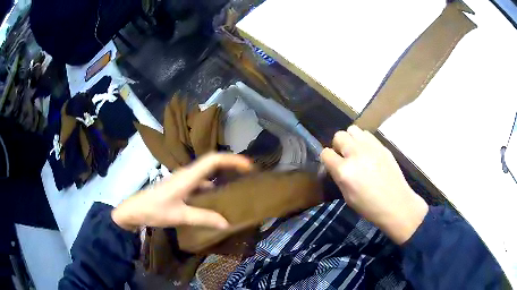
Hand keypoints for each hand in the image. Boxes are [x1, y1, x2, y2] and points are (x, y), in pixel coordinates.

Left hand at [111, 153, 252, 230]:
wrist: (135, 210)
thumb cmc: (155, 210)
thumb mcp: (180, 216)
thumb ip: (203, 218)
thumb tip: (226, 222)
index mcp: (188, 176)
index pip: (213, 160)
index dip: (232, 160)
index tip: (248, 166)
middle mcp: (187, 174)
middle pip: (212, 163)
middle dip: (231, 166)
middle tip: (247, 176)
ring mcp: (184, 180)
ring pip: (207, 174)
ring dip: (222, 177)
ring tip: (236, 189)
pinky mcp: (181, 187)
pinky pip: (201, 183)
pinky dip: (212, 188)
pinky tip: (216, 201)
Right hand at [321, 125, 428, 244]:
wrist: (396, 203)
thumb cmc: (369, 206)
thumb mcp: (347, 196)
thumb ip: (339, 177)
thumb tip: (336, 166)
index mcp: (344, 171)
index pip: (326, 153)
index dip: (327, 159)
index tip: (332, 165)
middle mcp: (355, 154)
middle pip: (338, 136)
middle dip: (338, 146)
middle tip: (345, 157)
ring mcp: (370, 147)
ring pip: (353, 130)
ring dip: (351, 139)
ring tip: (356, 152)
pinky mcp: (382, 145)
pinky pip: (367, 134)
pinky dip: (363, 141)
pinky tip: (369, 153)